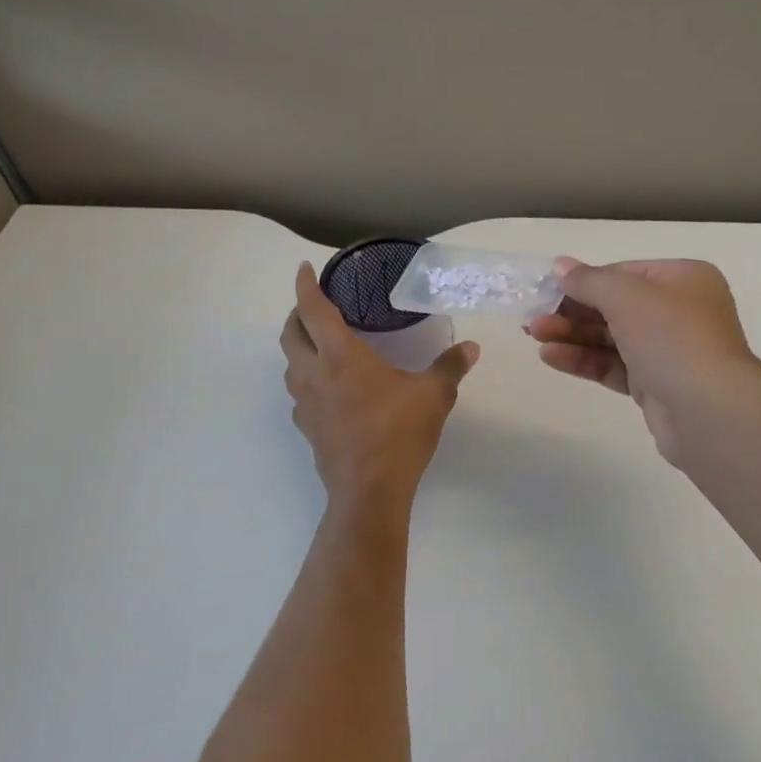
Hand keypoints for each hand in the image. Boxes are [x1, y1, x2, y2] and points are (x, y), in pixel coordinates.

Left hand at [282, 262, 479, 508]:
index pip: (313, 310)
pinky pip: (299, 394)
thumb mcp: (433, 396)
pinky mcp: (307, 428)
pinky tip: (328, 389)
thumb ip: (450, 367)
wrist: (369, 491)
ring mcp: (306, 403)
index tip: (305, 270)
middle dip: (297, 314)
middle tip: (314, 307)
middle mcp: (314, 374)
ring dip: (299, 348)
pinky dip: (306, 380)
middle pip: (290, 334)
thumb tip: (470, 347)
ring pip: (289, 365)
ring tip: (320, 344)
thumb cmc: (398, 434)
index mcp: (340, 356)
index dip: (305, 286)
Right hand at [527, 259, 760, 467]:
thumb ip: (589, 280)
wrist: (709, 411)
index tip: (548, 290)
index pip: (624, 273)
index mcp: (683, 279)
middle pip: (615, 306)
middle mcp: (679, 312)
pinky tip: (551, 357)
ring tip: (534, 337)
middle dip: (572, 311)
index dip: (584, 280)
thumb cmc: (672, 337)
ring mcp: (668, 351)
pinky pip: (613, 366)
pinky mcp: (656, 386)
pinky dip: (584, 360)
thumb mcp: (626, 296)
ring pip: (611, 338)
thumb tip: (560, 265)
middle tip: (532, 318)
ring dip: (572, 336)